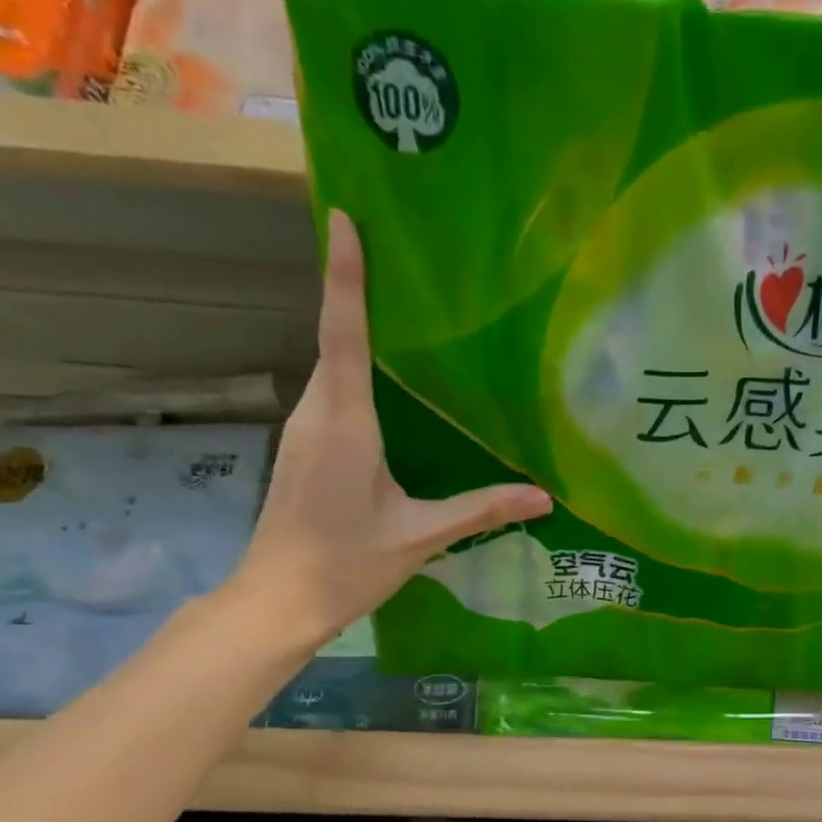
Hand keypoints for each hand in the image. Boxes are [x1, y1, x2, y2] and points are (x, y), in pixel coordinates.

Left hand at [227, 209, 551, 648]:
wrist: (276, 602)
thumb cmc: (344, 565)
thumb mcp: (420, 536)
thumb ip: (481, 510)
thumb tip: (545, 497)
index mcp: (346, 425)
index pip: (344, 335)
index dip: (345, 277)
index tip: (343, 219)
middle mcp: (318, 415)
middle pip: (335, 338)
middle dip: (355, 289)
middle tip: (389, 247)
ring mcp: (305, 431)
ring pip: (332, 366)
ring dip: (354, 329)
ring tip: (396, 303)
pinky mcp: (305, 449)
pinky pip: (333, 393)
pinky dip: (355, 369)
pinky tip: (387, 381)